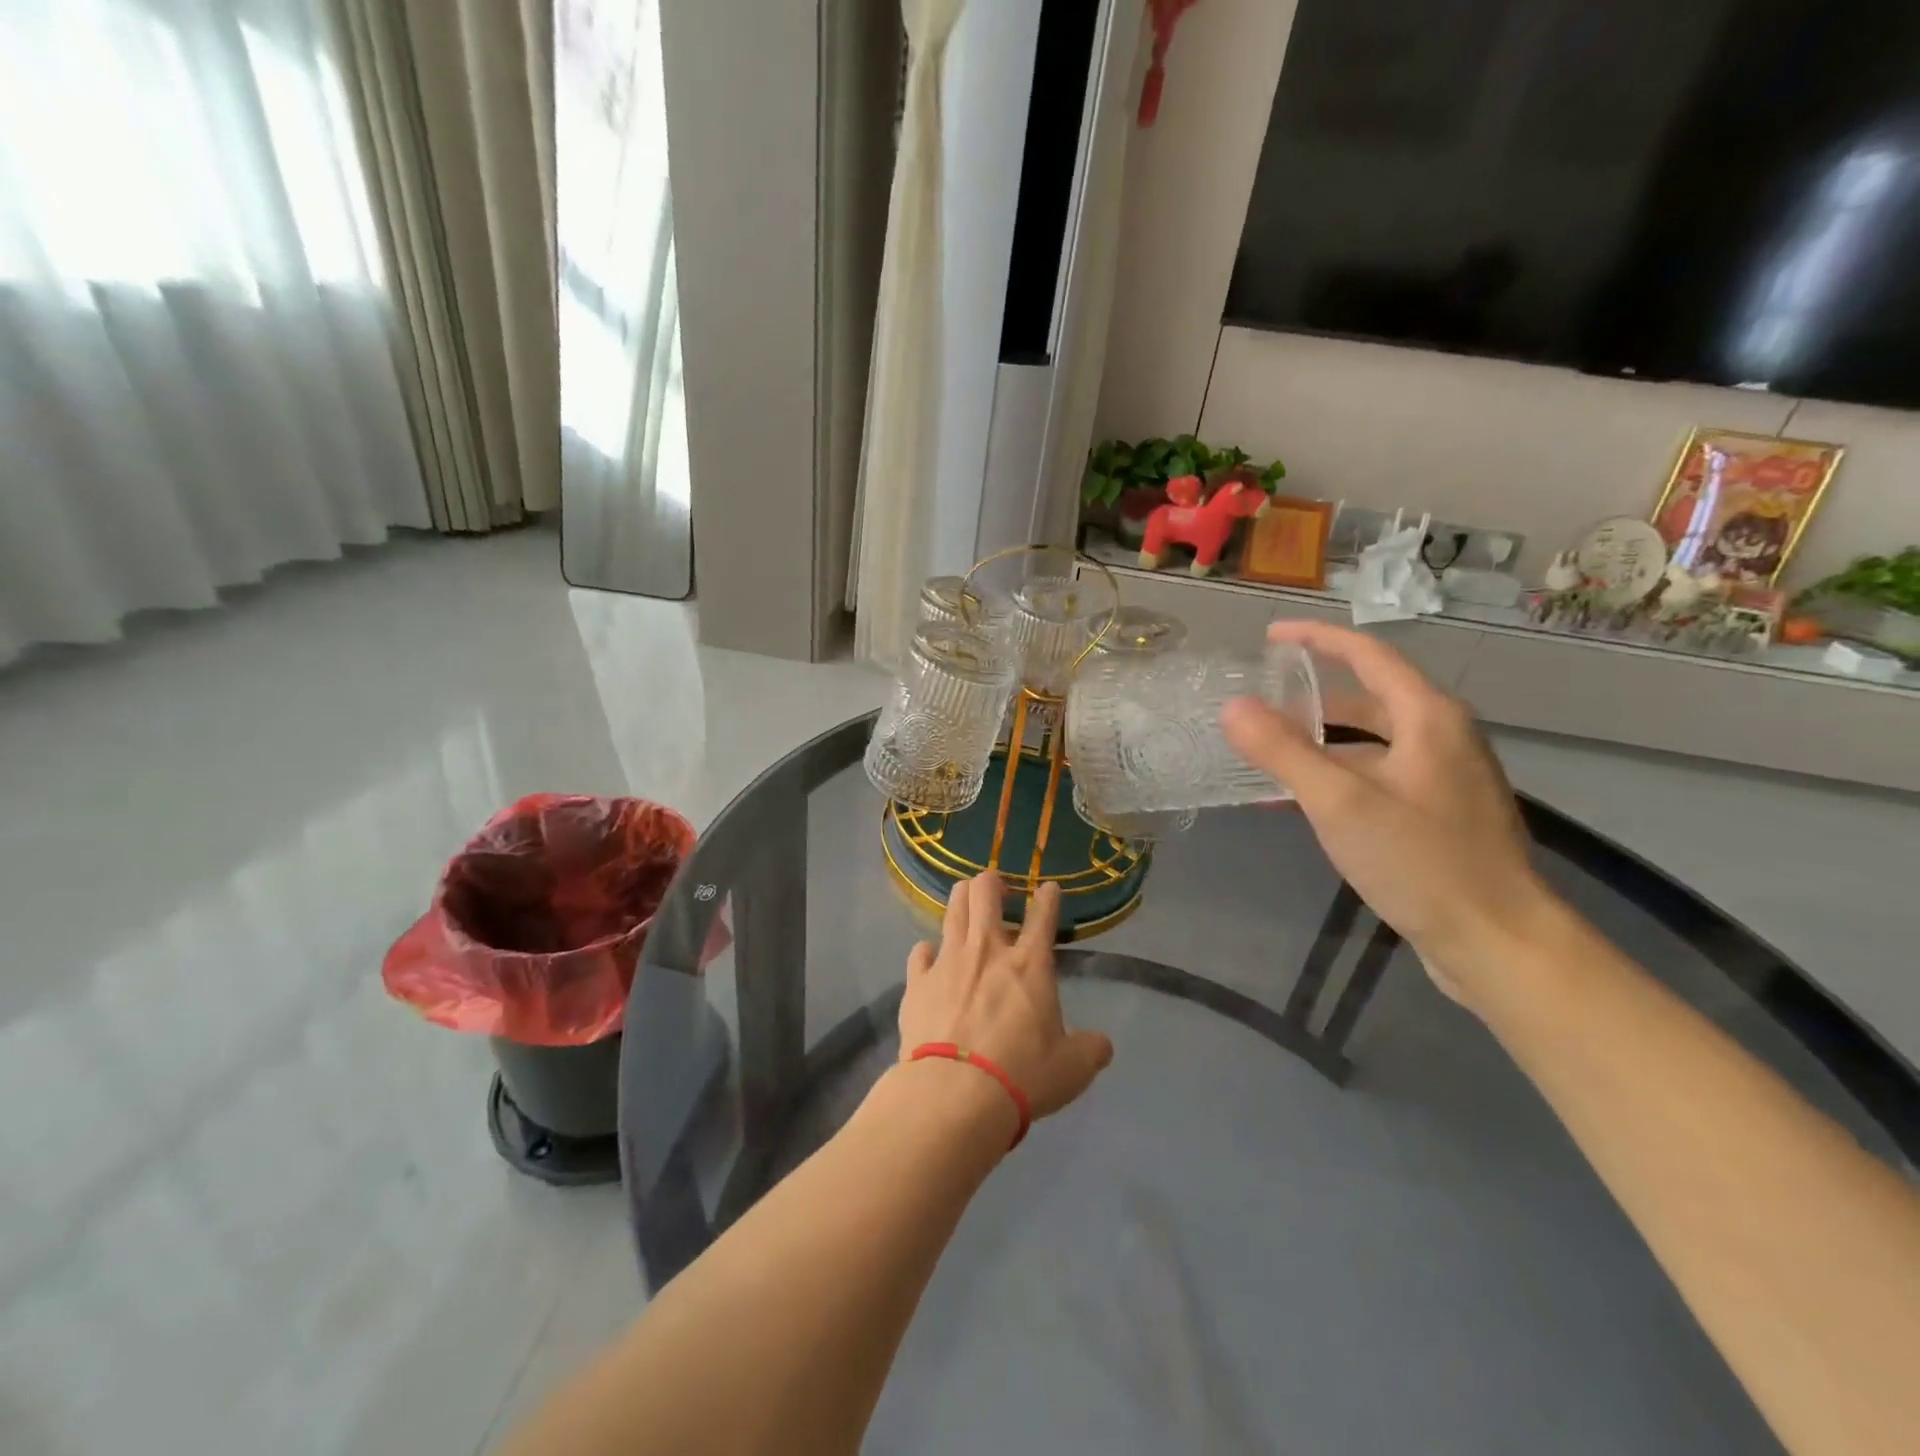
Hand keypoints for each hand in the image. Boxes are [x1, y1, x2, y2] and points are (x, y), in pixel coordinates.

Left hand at [897, 872, 1113, 1124]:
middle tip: (997, 889)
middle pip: (985, 892)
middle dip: (992, 882)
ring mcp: (948, 961)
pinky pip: (920, 952)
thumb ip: (1090, 1050)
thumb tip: (1102, 1045)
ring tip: (966, 899)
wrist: (954, 1094)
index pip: (1043, 915)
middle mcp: (987, 950)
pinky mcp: (917, 982)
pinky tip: (930, 958)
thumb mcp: (1072, 1069)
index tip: (1049, 889)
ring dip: (961, 899)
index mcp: (1029, 964)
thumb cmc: (1021, 1075)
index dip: (1048, 897)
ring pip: (952, 910)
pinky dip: (927, 952)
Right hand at [1221, 620, 1555, 1001]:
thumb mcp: (1339, 803)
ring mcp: (1444, 778)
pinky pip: (1377, 777)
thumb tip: (1233, 707)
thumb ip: (1282, 751)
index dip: (1316, 639)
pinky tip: (1302, 804)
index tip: (1270, 636)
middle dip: (1311, 700)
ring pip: (1371, 744)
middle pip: (1368, 700)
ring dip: (1320, 745)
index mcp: (1428, 718)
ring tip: (1268, 757)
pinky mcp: (1439, 815)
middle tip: (1259, 708)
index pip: (1367, 655)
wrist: (1497, 942)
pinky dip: (1337, 778)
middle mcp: (1442, 738)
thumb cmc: (1420, 862)